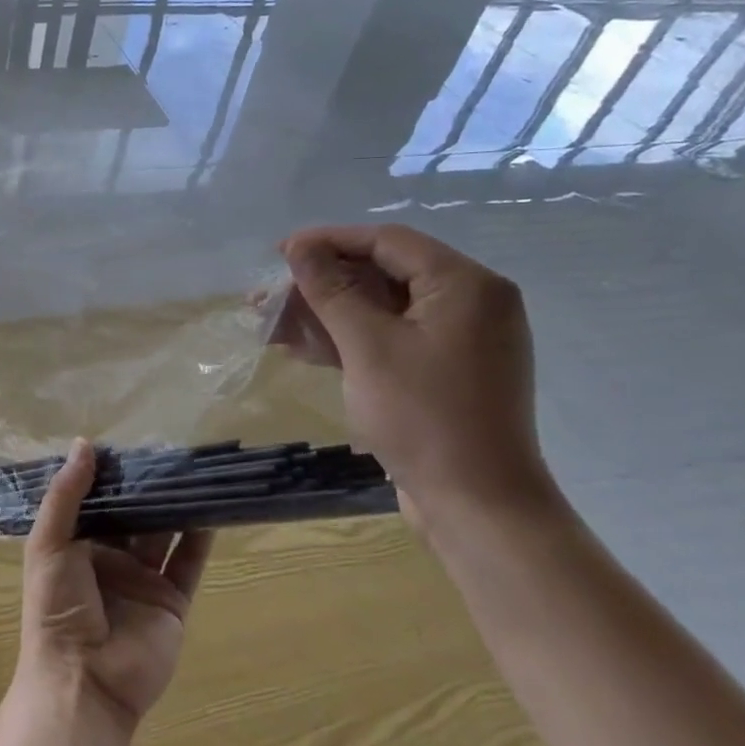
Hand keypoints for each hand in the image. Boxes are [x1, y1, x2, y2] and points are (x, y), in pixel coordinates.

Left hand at [18, 439, 212, 732]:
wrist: (84, 679)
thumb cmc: (55, 607)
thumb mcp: (48, 544)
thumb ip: (66, 495)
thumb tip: (84, 443)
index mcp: (74, 545)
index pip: (95, 500)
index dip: (109, 475)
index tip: (128, 442)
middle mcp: (109, 559)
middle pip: (132, 514)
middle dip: (146, 487)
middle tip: (167, 450)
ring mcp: (142, 580)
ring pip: (163, 533)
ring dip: (175, 505)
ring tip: (193, 470)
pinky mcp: (171, 601)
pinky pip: (188, 563)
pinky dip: (199, 537)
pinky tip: (210, 509)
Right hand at [277, 224, 559, 538]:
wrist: (477, 504)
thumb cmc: (423, 416)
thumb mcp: (367, 346)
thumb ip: (331, 289)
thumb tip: (299, 246)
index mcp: (465, 285)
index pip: (387, 242)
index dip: (328, 241)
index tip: (278, 253)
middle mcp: (469, 302)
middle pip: (381, 274)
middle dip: (319, 284)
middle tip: (267, 297)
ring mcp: (458, 339)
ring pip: (380, 308)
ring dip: (325, 314)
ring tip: (270, 325)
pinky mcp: (443, 369)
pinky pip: (389, 338)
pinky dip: (347, 340)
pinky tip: (300, 348)